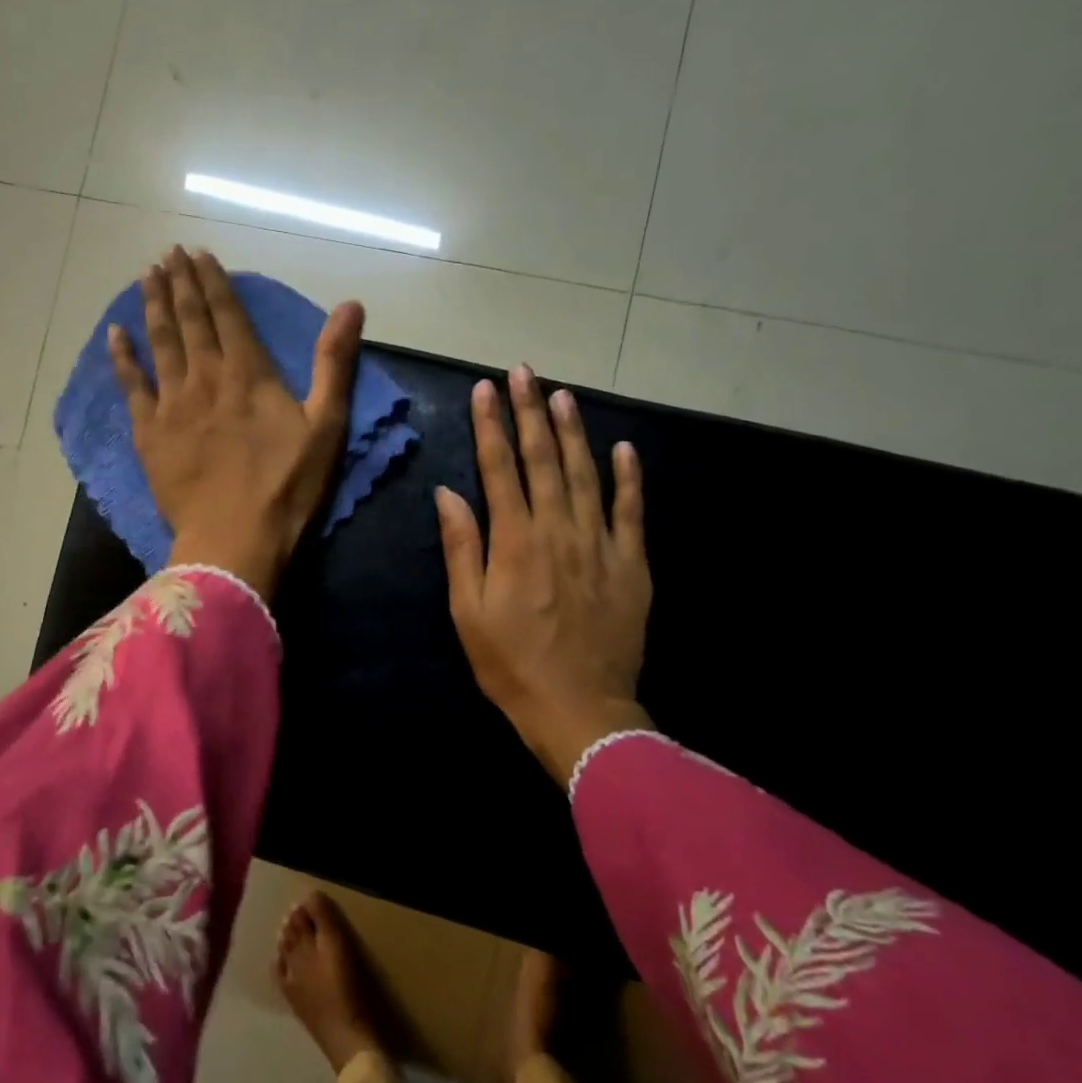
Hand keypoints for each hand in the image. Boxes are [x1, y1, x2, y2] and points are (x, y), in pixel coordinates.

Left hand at [110, 247, 364, 598]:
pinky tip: (114, 334)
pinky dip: (122, 357)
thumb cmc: (287, 487)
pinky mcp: (149, 433)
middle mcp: (206, 376)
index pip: (227, 313)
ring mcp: (172, 404)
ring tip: (146, 275)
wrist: (234, 540)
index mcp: (249, 373)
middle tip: (167, 252)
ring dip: (153, 306)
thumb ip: (335, 363)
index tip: (197, 252)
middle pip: (189, 319)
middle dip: (179, 282)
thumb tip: (351, 304)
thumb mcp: (326, 426)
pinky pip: (131, 386)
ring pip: (160, 342)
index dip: (212, 280)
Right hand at [435, 366, 653, 785]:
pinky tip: (624, 448)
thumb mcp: (468, 612)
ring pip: (588, 474)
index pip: (499, 468)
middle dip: (531, 412)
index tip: (485, 388)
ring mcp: (601, 545)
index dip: (491, 425)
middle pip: (544, 459)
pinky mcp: (632, 565)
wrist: (580, 710)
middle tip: (524, 372)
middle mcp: (559, 530)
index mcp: (515, 541)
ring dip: (575, 431)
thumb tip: (448, 493)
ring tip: (563, 395)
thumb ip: (462, 547)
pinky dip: (629, 478)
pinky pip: (632, 512)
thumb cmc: (511, 664)